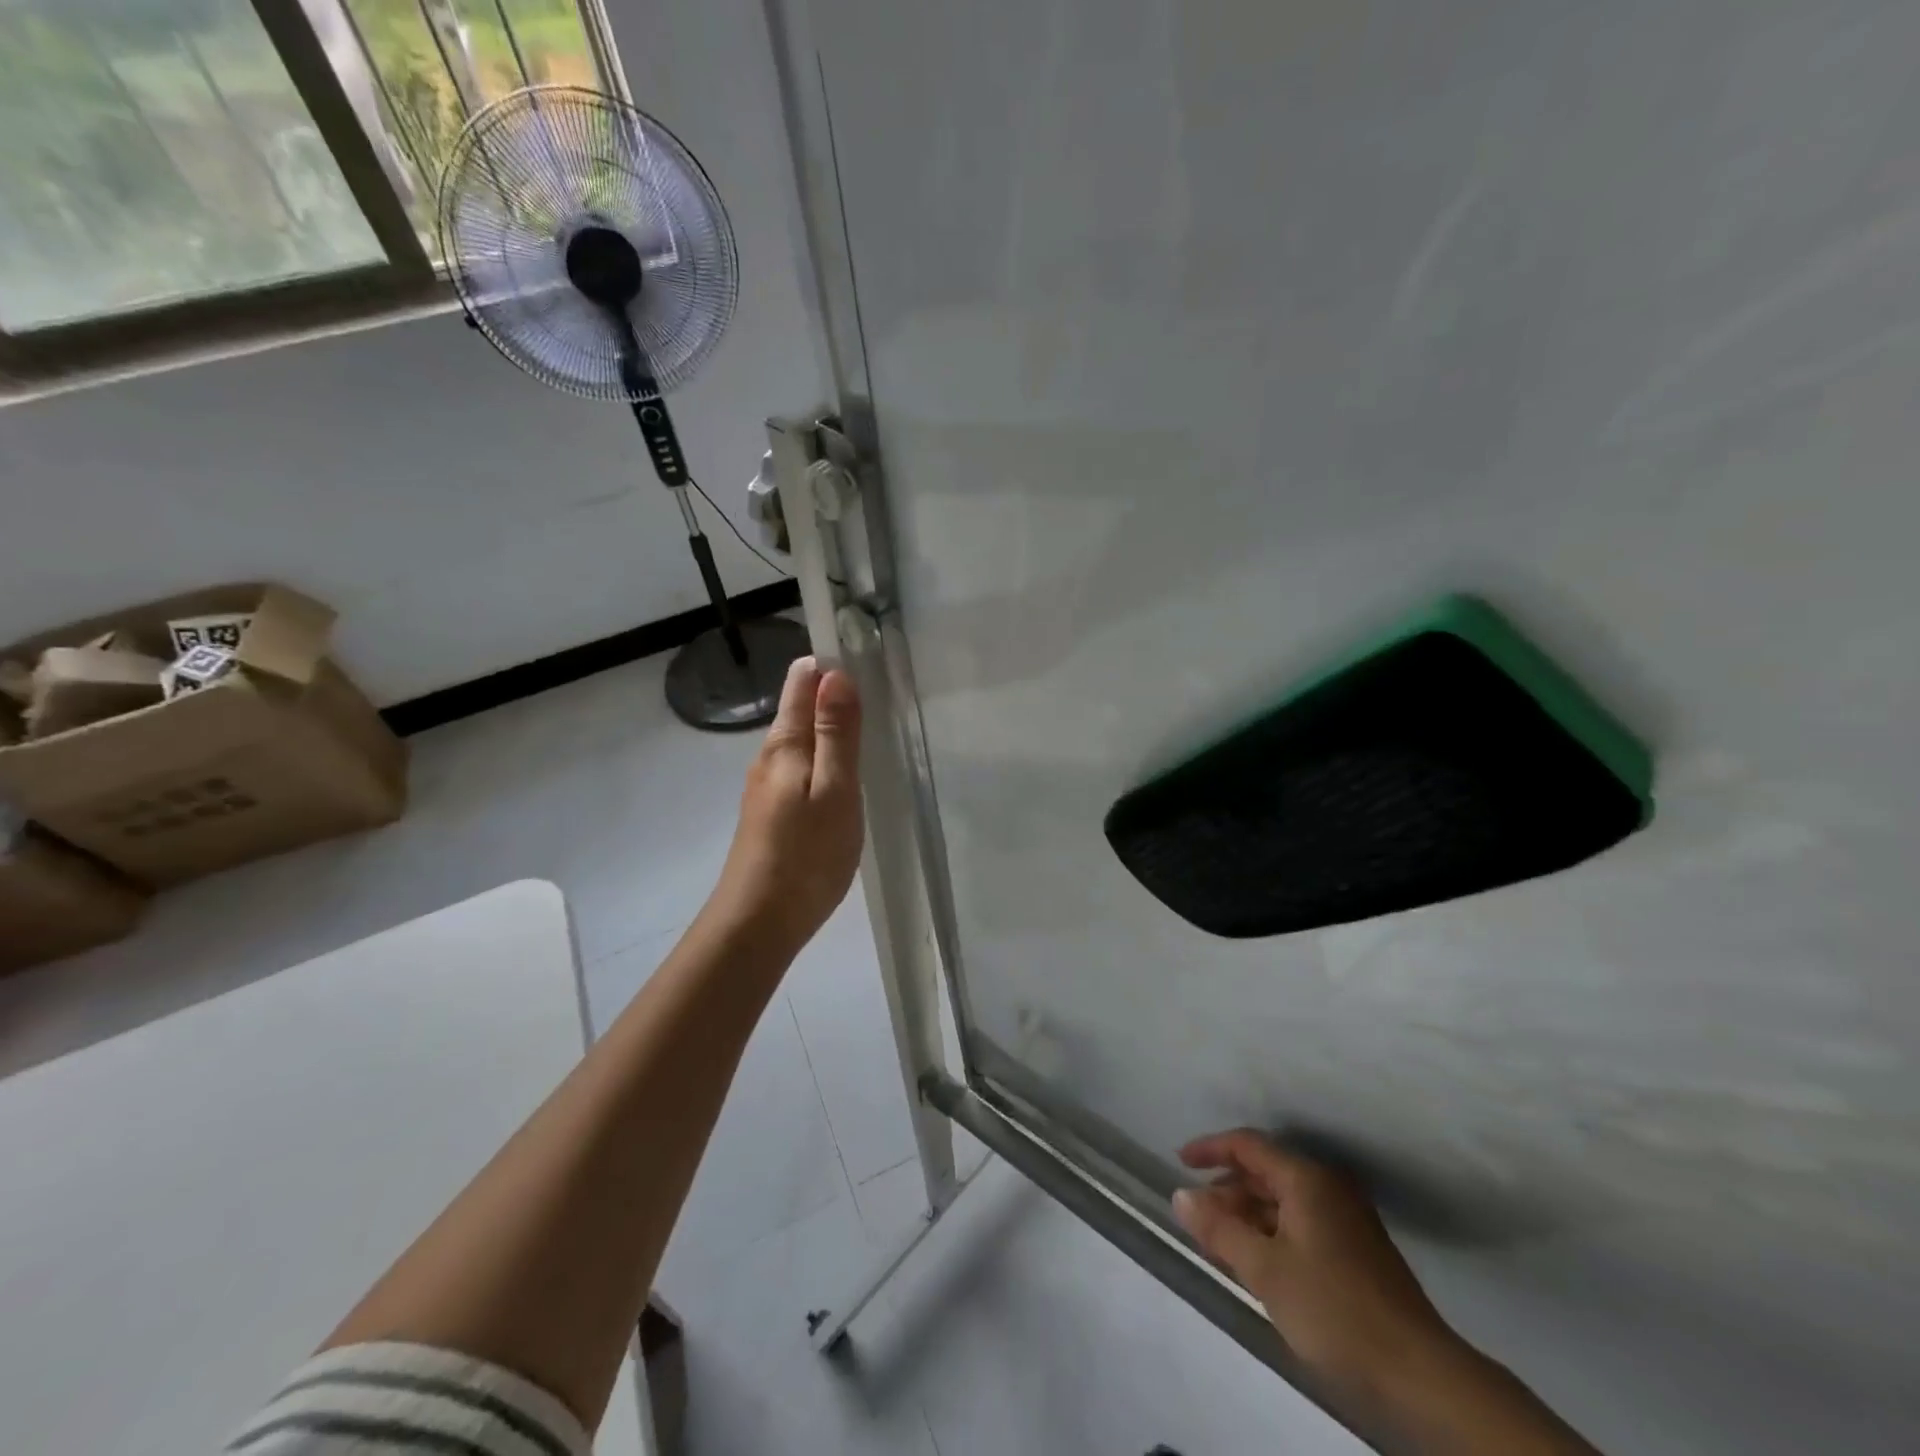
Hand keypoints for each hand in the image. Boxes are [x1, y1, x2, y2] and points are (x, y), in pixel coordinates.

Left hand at [710, 655, 864, 951]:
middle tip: (877, 690)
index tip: (865, 654)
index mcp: (785, 744)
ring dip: (828, 728)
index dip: (829, 663)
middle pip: (799, 708)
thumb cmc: (805, 854)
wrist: (758, 922)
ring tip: (865, 728)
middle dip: (832, 693)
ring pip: (800, 741)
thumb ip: (836, 734)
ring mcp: (766, 787)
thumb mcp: (834, 790)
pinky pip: (800, 769)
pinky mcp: (771, 812)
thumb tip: (835, 673)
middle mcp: (769, 757)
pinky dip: (822, 759)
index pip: (802, 681)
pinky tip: (841, 777)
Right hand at [1173, 1130, 1458, 1407]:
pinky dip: (1271, 1232)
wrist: (1421, 1376)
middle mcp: (1327, 1187)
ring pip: (1282, 1200)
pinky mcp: (1356, 1250)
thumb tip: (1180, 1196)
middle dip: (1227, 1189)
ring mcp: (1346, 1218)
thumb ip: (1219, 1229)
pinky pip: (1300, 1223)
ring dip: (1247, 1214)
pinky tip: (1257, 1262)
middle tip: (1196, 1215)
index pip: (1248, 1145)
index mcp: (1306, 1179)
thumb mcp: (1265, 1270)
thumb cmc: (1335, 1310)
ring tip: (1219, 1242)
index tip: (1179, 1162)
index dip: (1210, 1149)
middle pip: (1265, 1171)